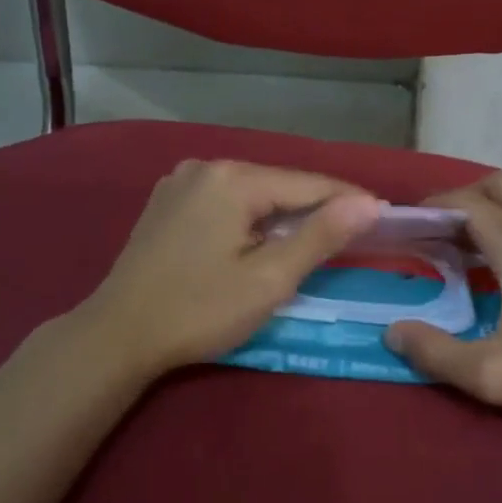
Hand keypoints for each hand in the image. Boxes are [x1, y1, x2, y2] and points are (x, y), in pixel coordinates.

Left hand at [76, 159, 382, 379]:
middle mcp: (206, 167)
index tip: (384, 218)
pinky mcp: (167, 202)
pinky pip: (225, 201)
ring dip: (284, 213)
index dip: (349, 202)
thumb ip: (320, 237)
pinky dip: (251, 217)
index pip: (309, 184)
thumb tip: (369, 205)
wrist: (117, 335)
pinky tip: (262, 238)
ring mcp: (181, 182)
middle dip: (316, 208)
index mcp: (233, 179)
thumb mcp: (269, 280)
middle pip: (279, 184)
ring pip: (252, 192)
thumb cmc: (199, 310)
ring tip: (316, 238)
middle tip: (354, 234)